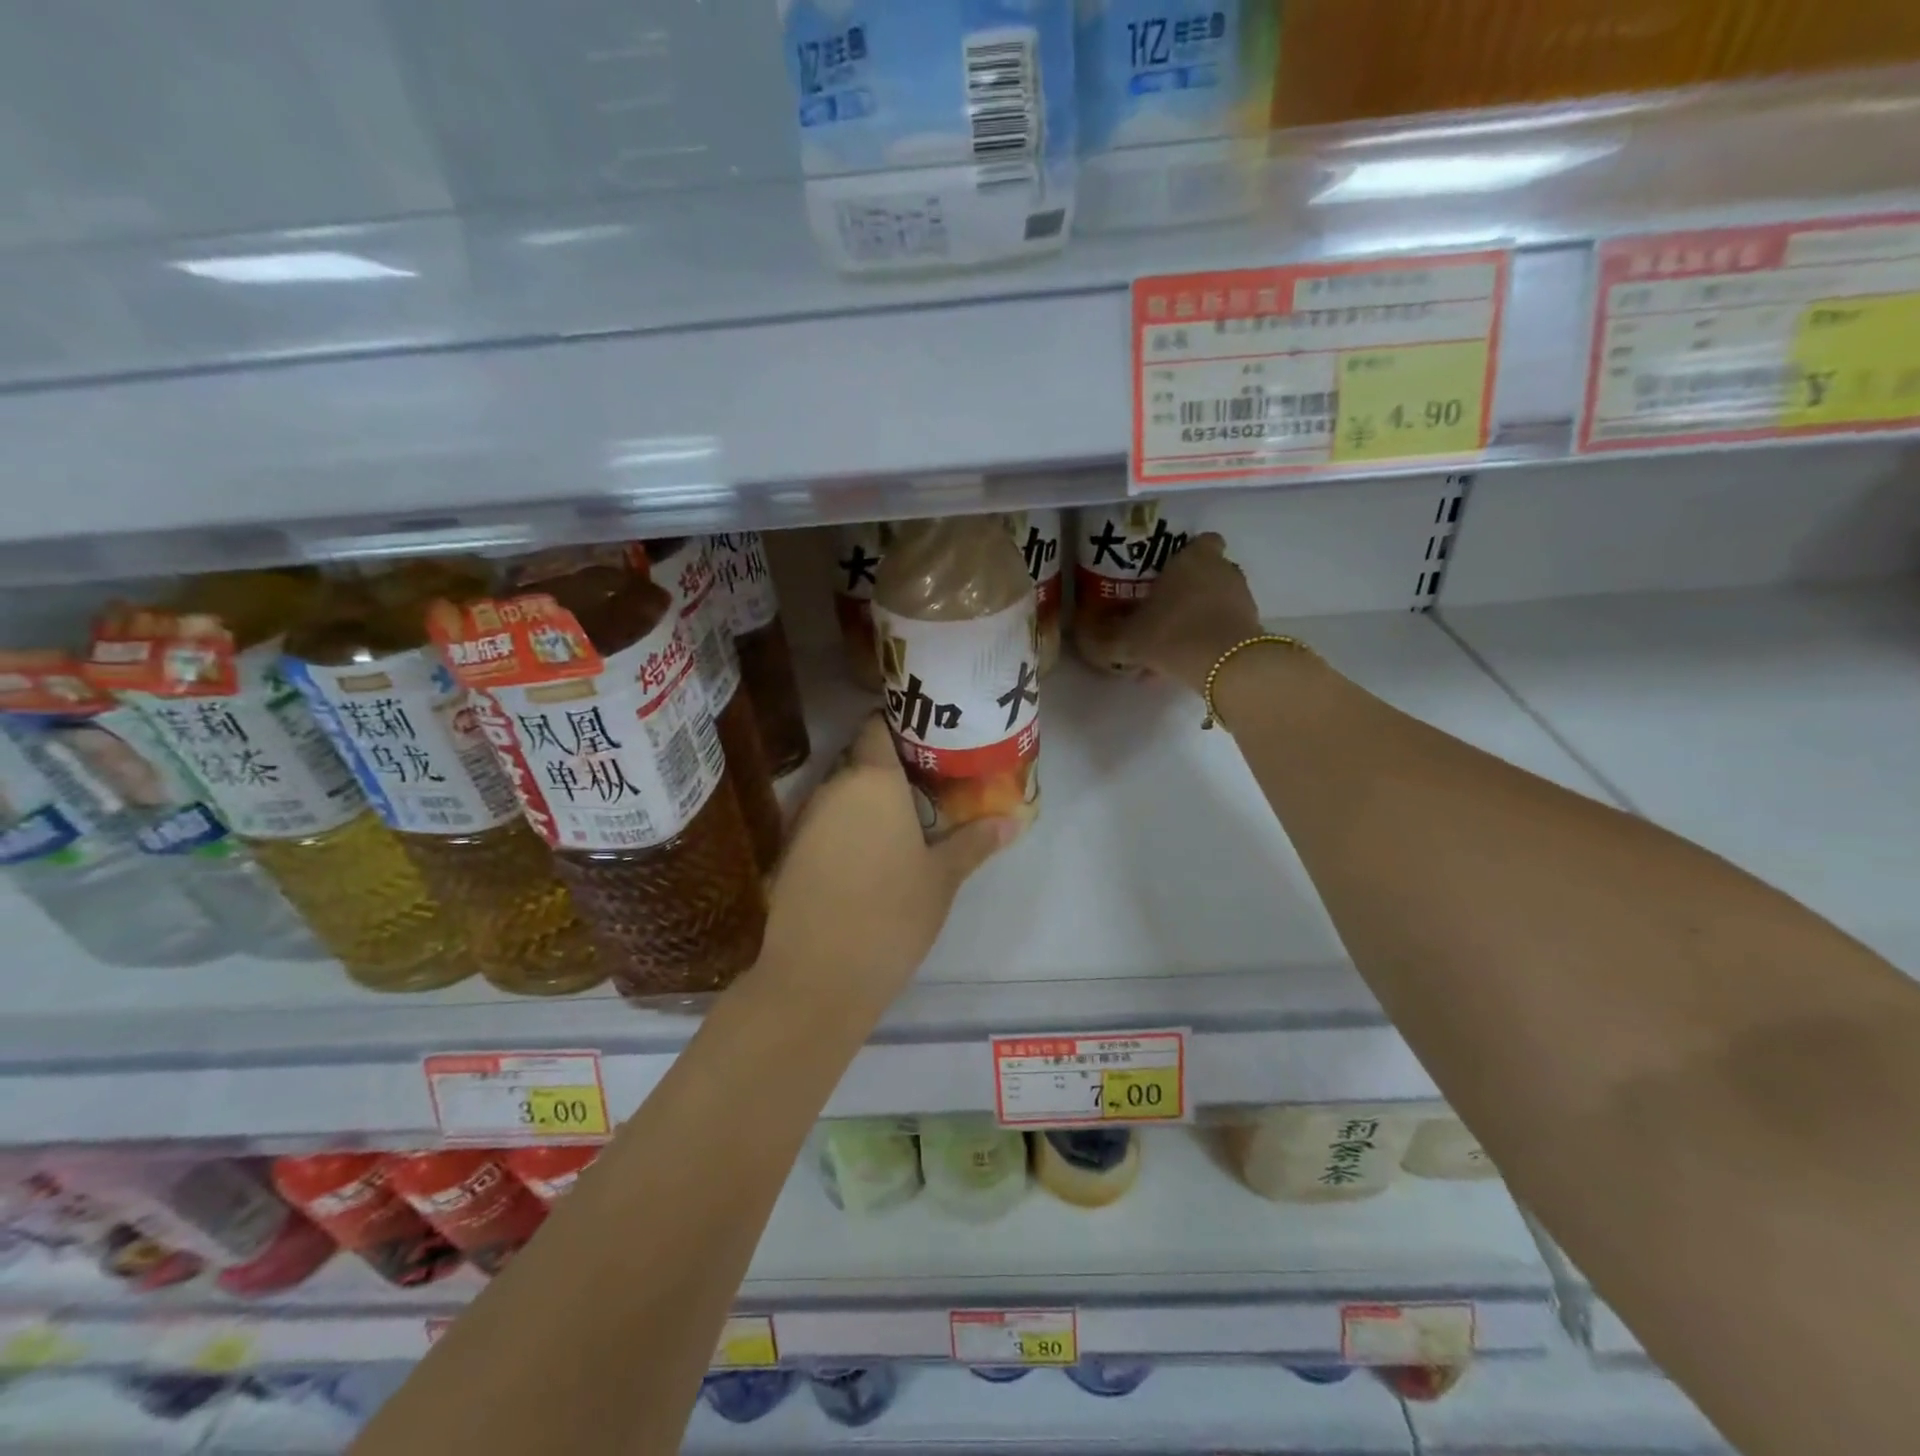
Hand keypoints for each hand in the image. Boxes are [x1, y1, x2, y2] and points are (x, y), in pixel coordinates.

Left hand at [757, 715, 1018, 1014]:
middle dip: (891, 768)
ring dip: (867, 800)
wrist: (818, 975)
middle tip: (930, 784)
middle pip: (860, 759)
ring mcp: (805, 819)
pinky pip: (823, 822)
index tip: (930, 740)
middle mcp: (832, 788)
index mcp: (872, 780)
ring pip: (840, 792)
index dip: (901, 727)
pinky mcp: (790, 851)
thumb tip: (1014, 821)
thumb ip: (974, 842)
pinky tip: (869, 854)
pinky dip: (845, 827)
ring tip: (905, 820)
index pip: (877, 727)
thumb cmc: (891, 914)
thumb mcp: (942, 878)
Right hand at [1108, 533, 1260, 690]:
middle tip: (1160, 611)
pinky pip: (1221, 628)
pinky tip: (1182, 663)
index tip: (1166, 572)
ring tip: (1167, 645)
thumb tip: (1079, 631)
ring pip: (1214, 603)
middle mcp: (1222, 570)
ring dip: (1195, 618)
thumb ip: (1101, 636)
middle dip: (1186, 590)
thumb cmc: (1171, 633)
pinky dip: (1205, 640)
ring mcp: (1241, 598)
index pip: (1201, 541)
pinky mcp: (1250, 627)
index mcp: (1193, 559)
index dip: (1186, 554)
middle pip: (1206, 573)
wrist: (1224, 666)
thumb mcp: (1125, 639)